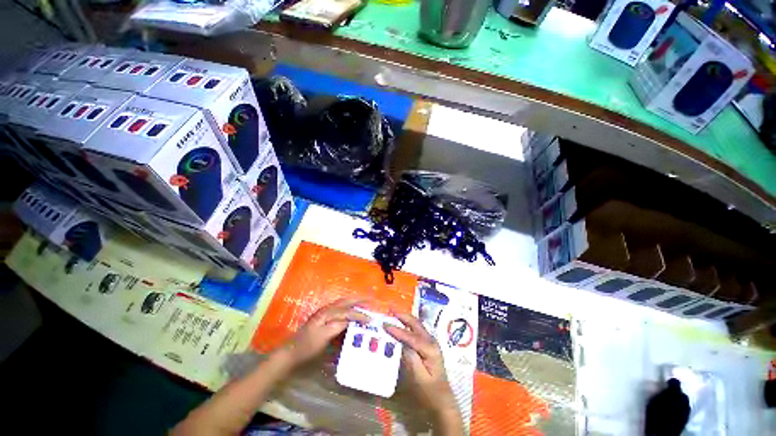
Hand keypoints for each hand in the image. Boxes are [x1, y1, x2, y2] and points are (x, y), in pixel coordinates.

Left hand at [279, 298, 369, 367]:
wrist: (291, 353)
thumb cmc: (307, 347)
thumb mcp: (323, 338)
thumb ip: (337, 327)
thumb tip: (350, 320)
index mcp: (327, 313)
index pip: (347, 312)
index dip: (360, 315)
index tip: (371, 319)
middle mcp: (327, 309)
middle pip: (346, 301)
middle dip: (358, 300)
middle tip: (370, 300)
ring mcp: (324, 313)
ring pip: (342, 303)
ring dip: (354, 302)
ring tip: (364, 303)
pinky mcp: (323, 318)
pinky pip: (339, 308)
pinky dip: (348, 307)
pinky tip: (351, 311)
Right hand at [384, 313, 458, 415]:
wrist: (443, 401)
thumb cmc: (429, 392)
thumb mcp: (419, 378)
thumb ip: (411, 359)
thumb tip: (401, 343)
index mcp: (430, 348)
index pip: (410, 336)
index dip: (397, 329)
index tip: (384, 324)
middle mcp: (431, 341)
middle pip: (416, 324)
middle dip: (403, 315)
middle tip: (390, 308)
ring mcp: (430, 342)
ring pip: (416, 325)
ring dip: (405, 318)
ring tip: (393, 313)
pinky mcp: (428, 345)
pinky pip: (416, 331)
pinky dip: (407, 325)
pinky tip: (401, 324)